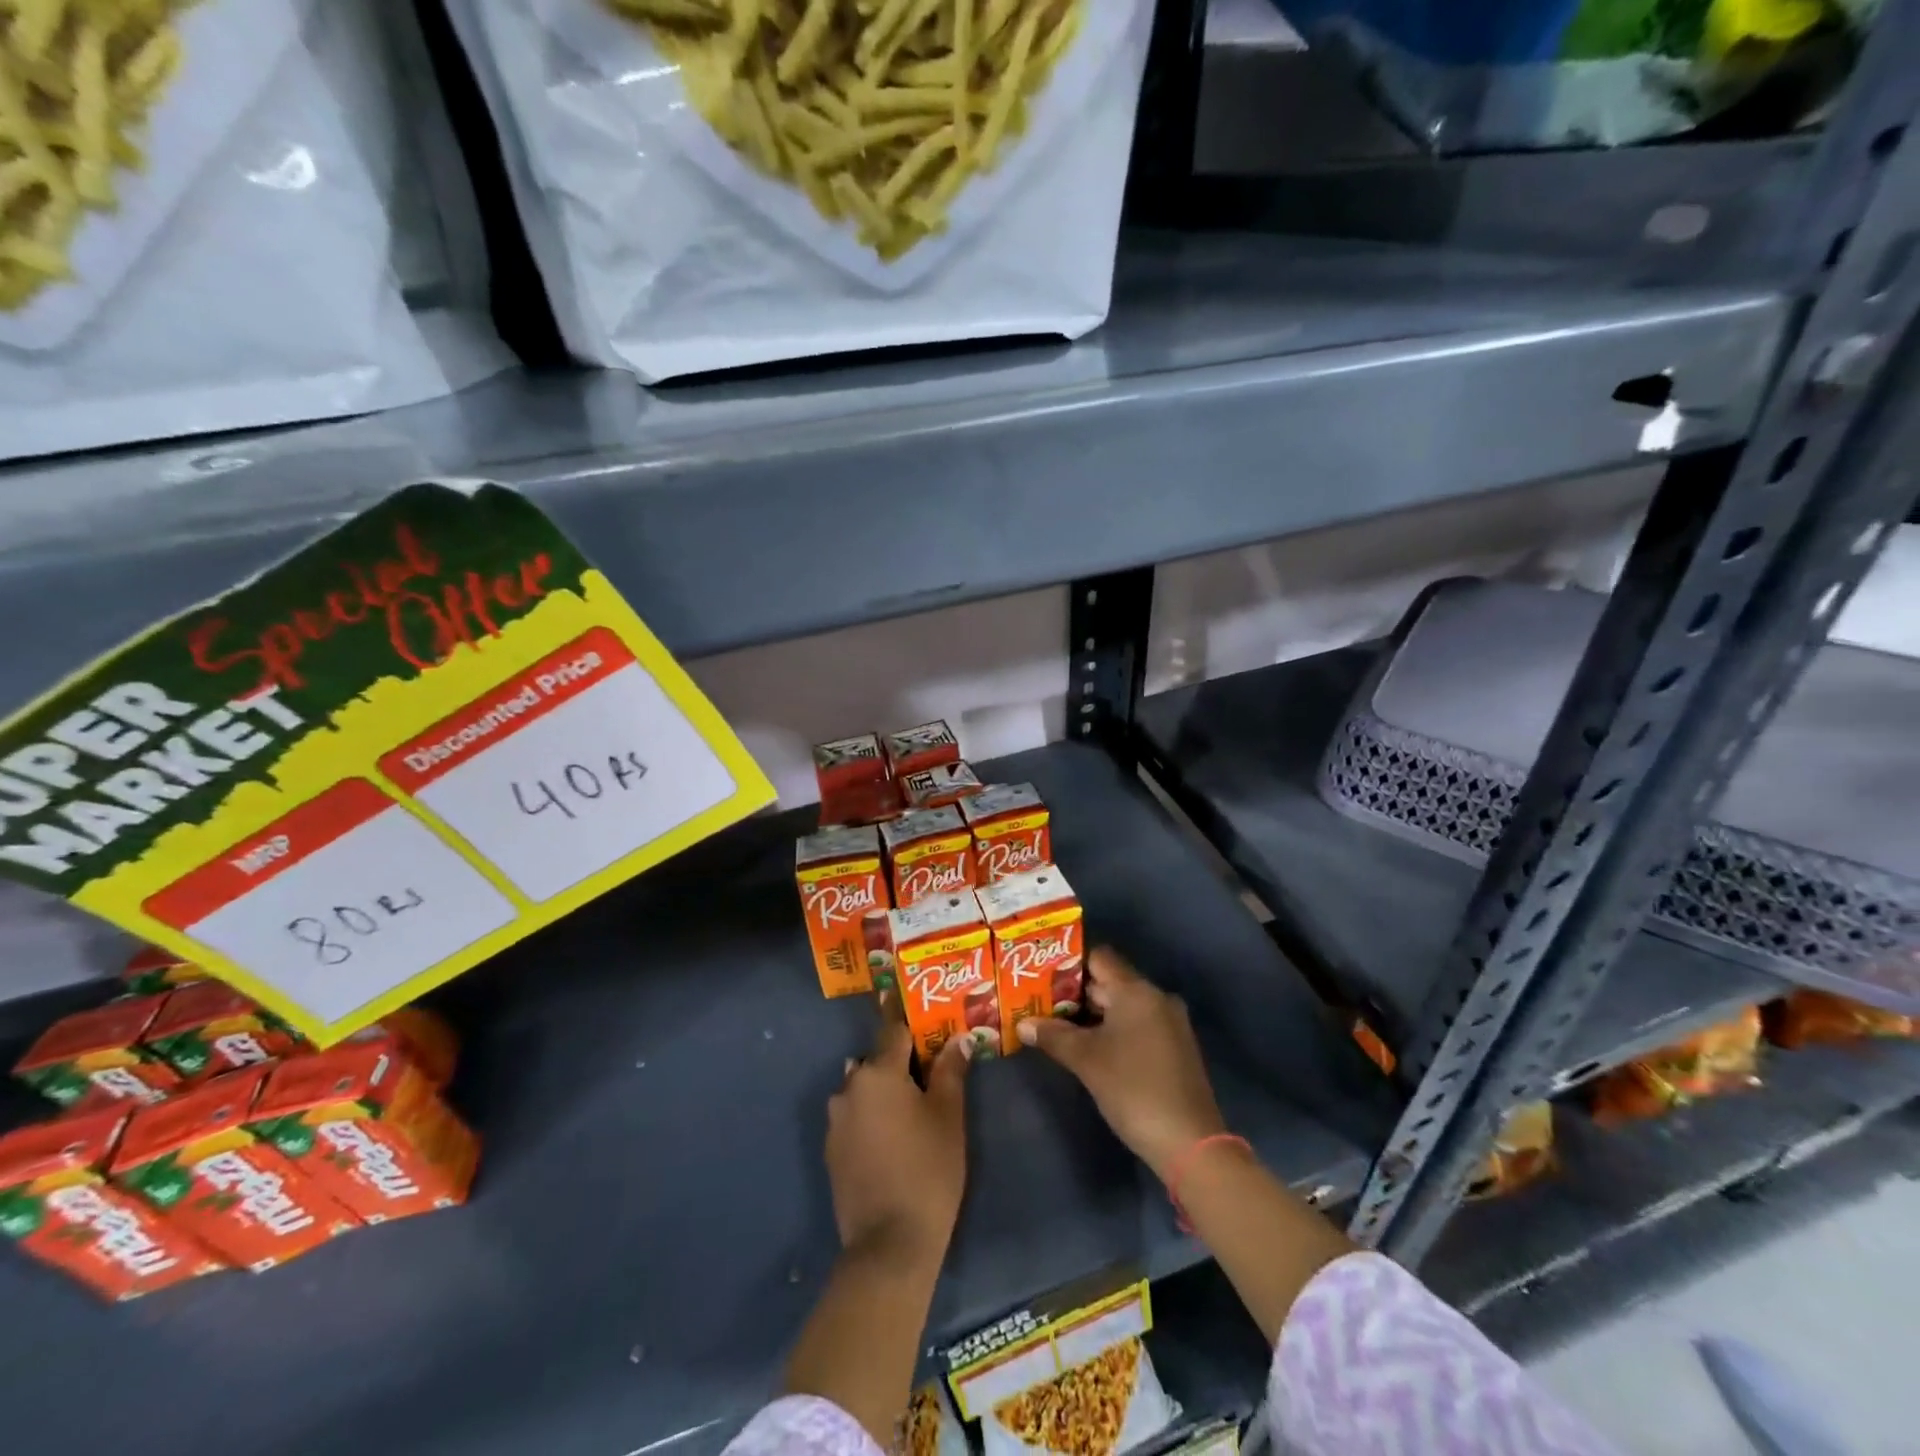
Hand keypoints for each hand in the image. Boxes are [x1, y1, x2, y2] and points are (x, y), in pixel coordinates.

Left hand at [826, 996, 971, 1261]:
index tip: (911, 999)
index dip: (907, 1016)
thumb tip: (959, 1038)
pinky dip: (871, 1115)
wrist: (889, 1244)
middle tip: (927, 1065)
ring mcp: (836, 1120)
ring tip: (911, 1104)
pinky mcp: (832, 1150)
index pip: (893, 1029)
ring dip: (883, 1089)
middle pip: (877, 1060)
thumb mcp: (949, 1117)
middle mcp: (849, 1087)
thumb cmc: (928, 1170)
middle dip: (899, 1060)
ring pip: (864, 1089)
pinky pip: (854, 1116)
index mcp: (878, 1073)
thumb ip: (951, 1071)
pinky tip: (892, 1136)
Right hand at [1019, 948, 1225, 1180]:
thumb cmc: (1133, 1089)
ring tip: (1056, 1025)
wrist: (1190, 1143)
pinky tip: (1089, 1047)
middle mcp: (1156, 998)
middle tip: (1040, 1002)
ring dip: (1091, 1014)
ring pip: (1122, 1006)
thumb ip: (1053, 1036)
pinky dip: (1112, 1030)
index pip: (1099, 958)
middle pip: (1109, 982)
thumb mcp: (1086, 1061)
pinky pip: (1136, 1025)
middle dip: (1074, 992)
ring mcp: (1169, 1023)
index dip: (1069, 963)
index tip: (1041, 975)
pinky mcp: (1174, 1048)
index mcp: (1137, 991)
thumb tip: (1022, 1024)